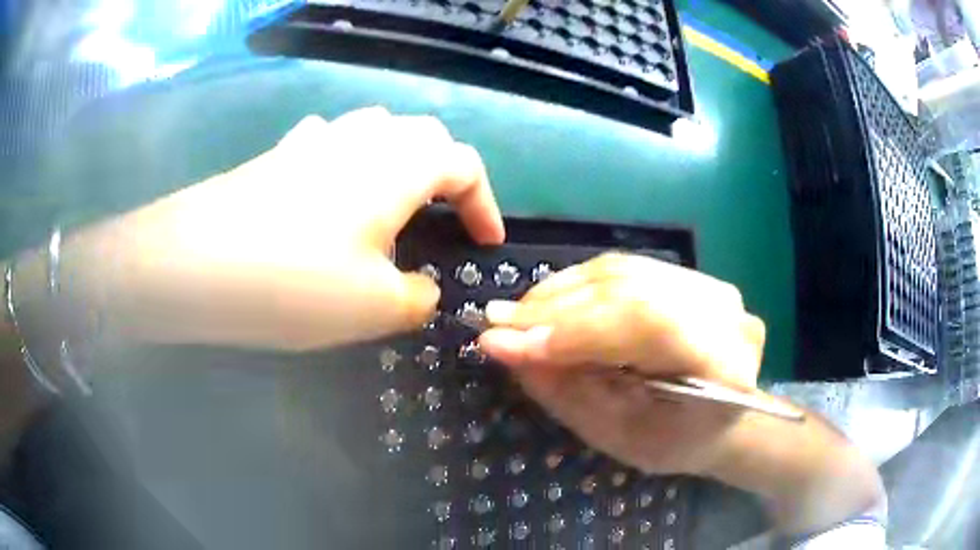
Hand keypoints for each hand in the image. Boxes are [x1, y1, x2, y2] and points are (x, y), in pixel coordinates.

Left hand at [65, 107, 503, 349]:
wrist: (194, 264)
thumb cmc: (294, 282)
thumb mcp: (375, 307)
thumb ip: (417, 298)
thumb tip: (423, 291)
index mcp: (400, 164)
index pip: (465, 166)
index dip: (485, 203)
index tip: (487, 243)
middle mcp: (364, 137)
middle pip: (423, 136)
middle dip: (445, 174)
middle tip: (443, 219)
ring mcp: (316, 140)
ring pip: (377, 131)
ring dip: (398, 162)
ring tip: (393, 204)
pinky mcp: (280, 155)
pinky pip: (330, 143)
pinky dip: (347, 161)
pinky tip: (333, 191)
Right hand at [479, 252, 765, 474]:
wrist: (725, 419)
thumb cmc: (676, 442)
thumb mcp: (621, 436)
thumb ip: (568, 392)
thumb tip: (506, 348)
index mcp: (725, 362)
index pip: (647, 324)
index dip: (575, 330)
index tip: (507, 343)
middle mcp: (724, 311)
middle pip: (630, 290)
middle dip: (556, 309)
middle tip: (497, 324)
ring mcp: (710, 285)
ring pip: (622, 273)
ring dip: (560, 293)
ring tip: (515, 315)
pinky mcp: (690, 276)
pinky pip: (624, 270)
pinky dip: (578, 285)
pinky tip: (547, 301)